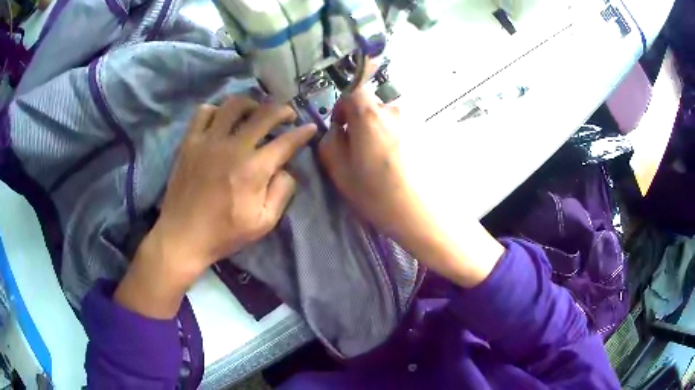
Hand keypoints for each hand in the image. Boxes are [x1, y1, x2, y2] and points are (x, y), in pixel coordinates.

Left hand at [115, 96, 315, 317]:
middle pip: (265, 113)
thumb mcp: (263, 223)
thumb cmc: (224, 233)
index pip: (287, 141)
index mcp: (254, 170)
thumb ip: (282, 192)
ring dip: (251, 104)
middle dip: (283, 110)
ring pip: (234, 105)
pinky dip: (217, 111)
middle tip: (287, 115)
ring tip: (255, 113)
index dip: (303, 133)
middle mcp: (233, 147)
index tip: (310, 128)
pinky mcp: (189, 142)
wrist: (183, 236)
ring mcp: (208, 141)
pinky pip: (204, 112)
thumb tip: (286, 169)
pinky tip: (222, 121)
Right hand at [320, 89, 503, 287]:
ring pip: (392, 120)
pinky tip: (403, 165)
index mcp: (370, 115)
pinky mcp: (431, 136)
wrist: (424, 213)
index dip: (344, 107)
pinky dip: (401, 140)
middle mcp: (396, 110)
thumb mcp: (340, 171)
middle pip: (374, 107)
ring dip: (384, 132)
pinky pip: (408, 131)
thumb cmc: (377, 194)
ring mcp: (417, 121)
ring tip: (386, 161)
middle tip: (363, 150)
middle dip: (363, 122)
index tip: (342, 126)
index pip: (354, 92)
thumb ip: (330, 142)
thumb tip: (337, 129)